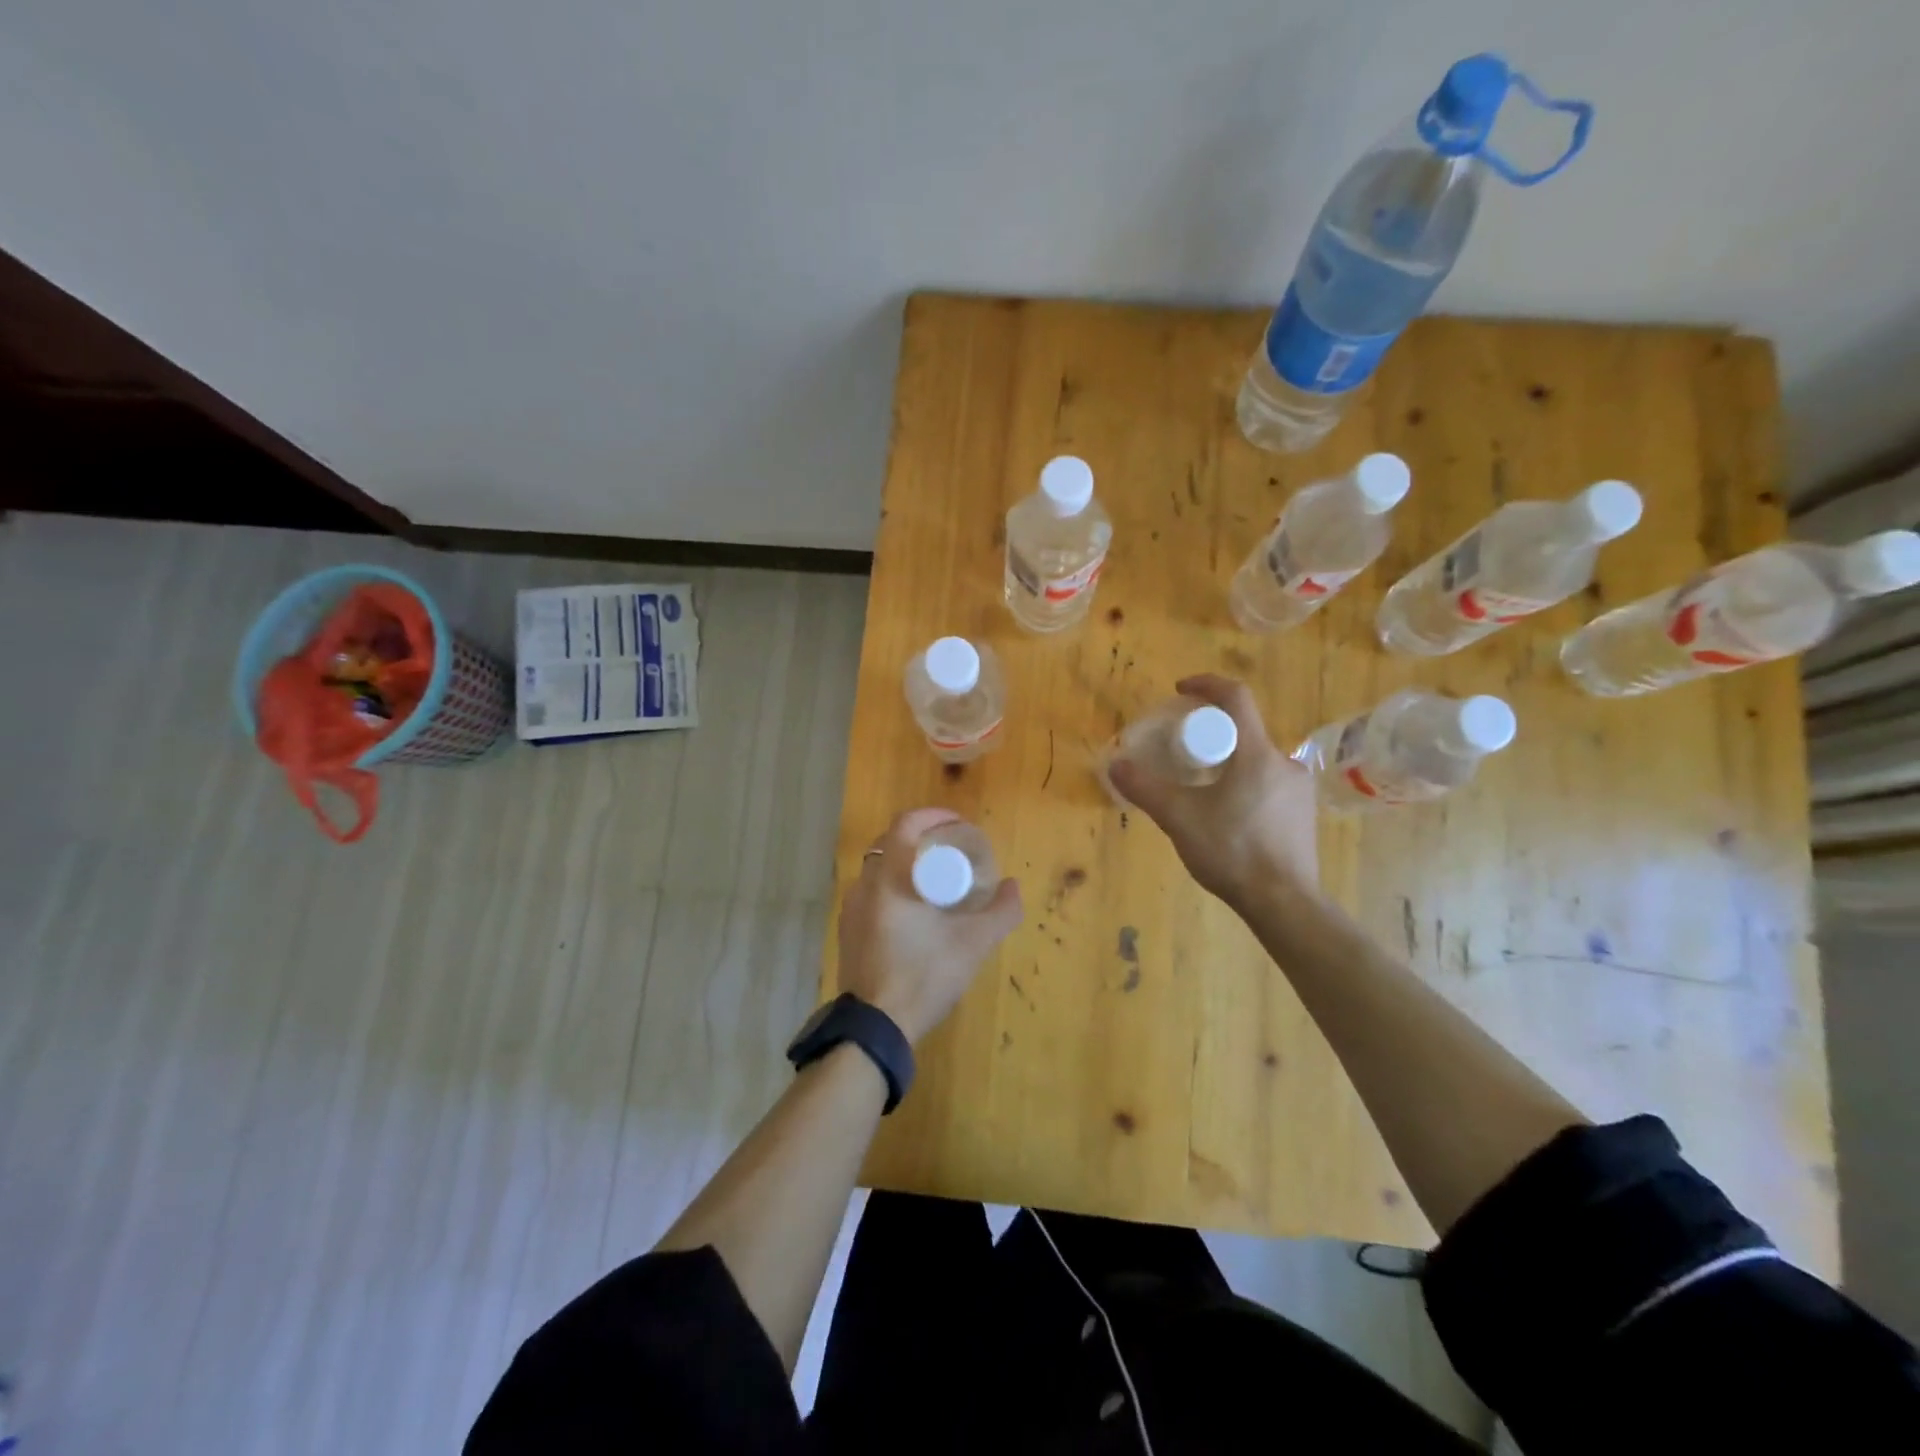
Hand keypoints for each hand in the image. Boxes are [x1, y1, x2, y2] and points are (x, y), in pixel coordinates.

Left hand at [837, 808, 1022, 1043]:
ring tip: (938, 882)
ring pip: (880, 870)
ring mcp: (851, 909)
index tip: (959, 825)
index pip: (906, 823)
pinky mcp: (848, 931)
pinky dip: (895, 889)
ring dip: (908, 866)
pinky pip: (873, 894)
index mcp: (888, 876)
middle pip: (892, 844)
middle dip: (923, 840)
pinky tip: (916, 913)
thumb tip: (1013, 886)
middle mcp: (863, 884)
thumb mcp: (973, 943)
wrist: (875, 1028)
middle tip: (953, 852)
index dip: (934, 816)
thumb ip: (1001, 911)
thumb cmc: (924, 975)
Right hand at [1108, 674, 1319, 910]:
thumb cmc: (1232, 852)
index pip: (1236, 697)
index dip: (1206, 685)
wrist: (1284, 903)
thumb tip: (1115, 765)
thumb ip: (1145, 788)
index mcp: (1257, 754)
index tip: (1181, 690)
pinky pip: (1268, 784)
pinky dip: (1244, 786)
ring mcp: (1298, 790)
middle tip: (1183, 751)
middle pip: (1244, 731)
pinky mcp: (1303, 814)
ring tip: (1201, 789)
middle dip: (1211, 733)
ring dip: (1228, 762)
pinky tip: (1227, 816)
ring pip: (1256, 761)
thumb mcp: (1179, 818)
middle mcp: (1284, 763)